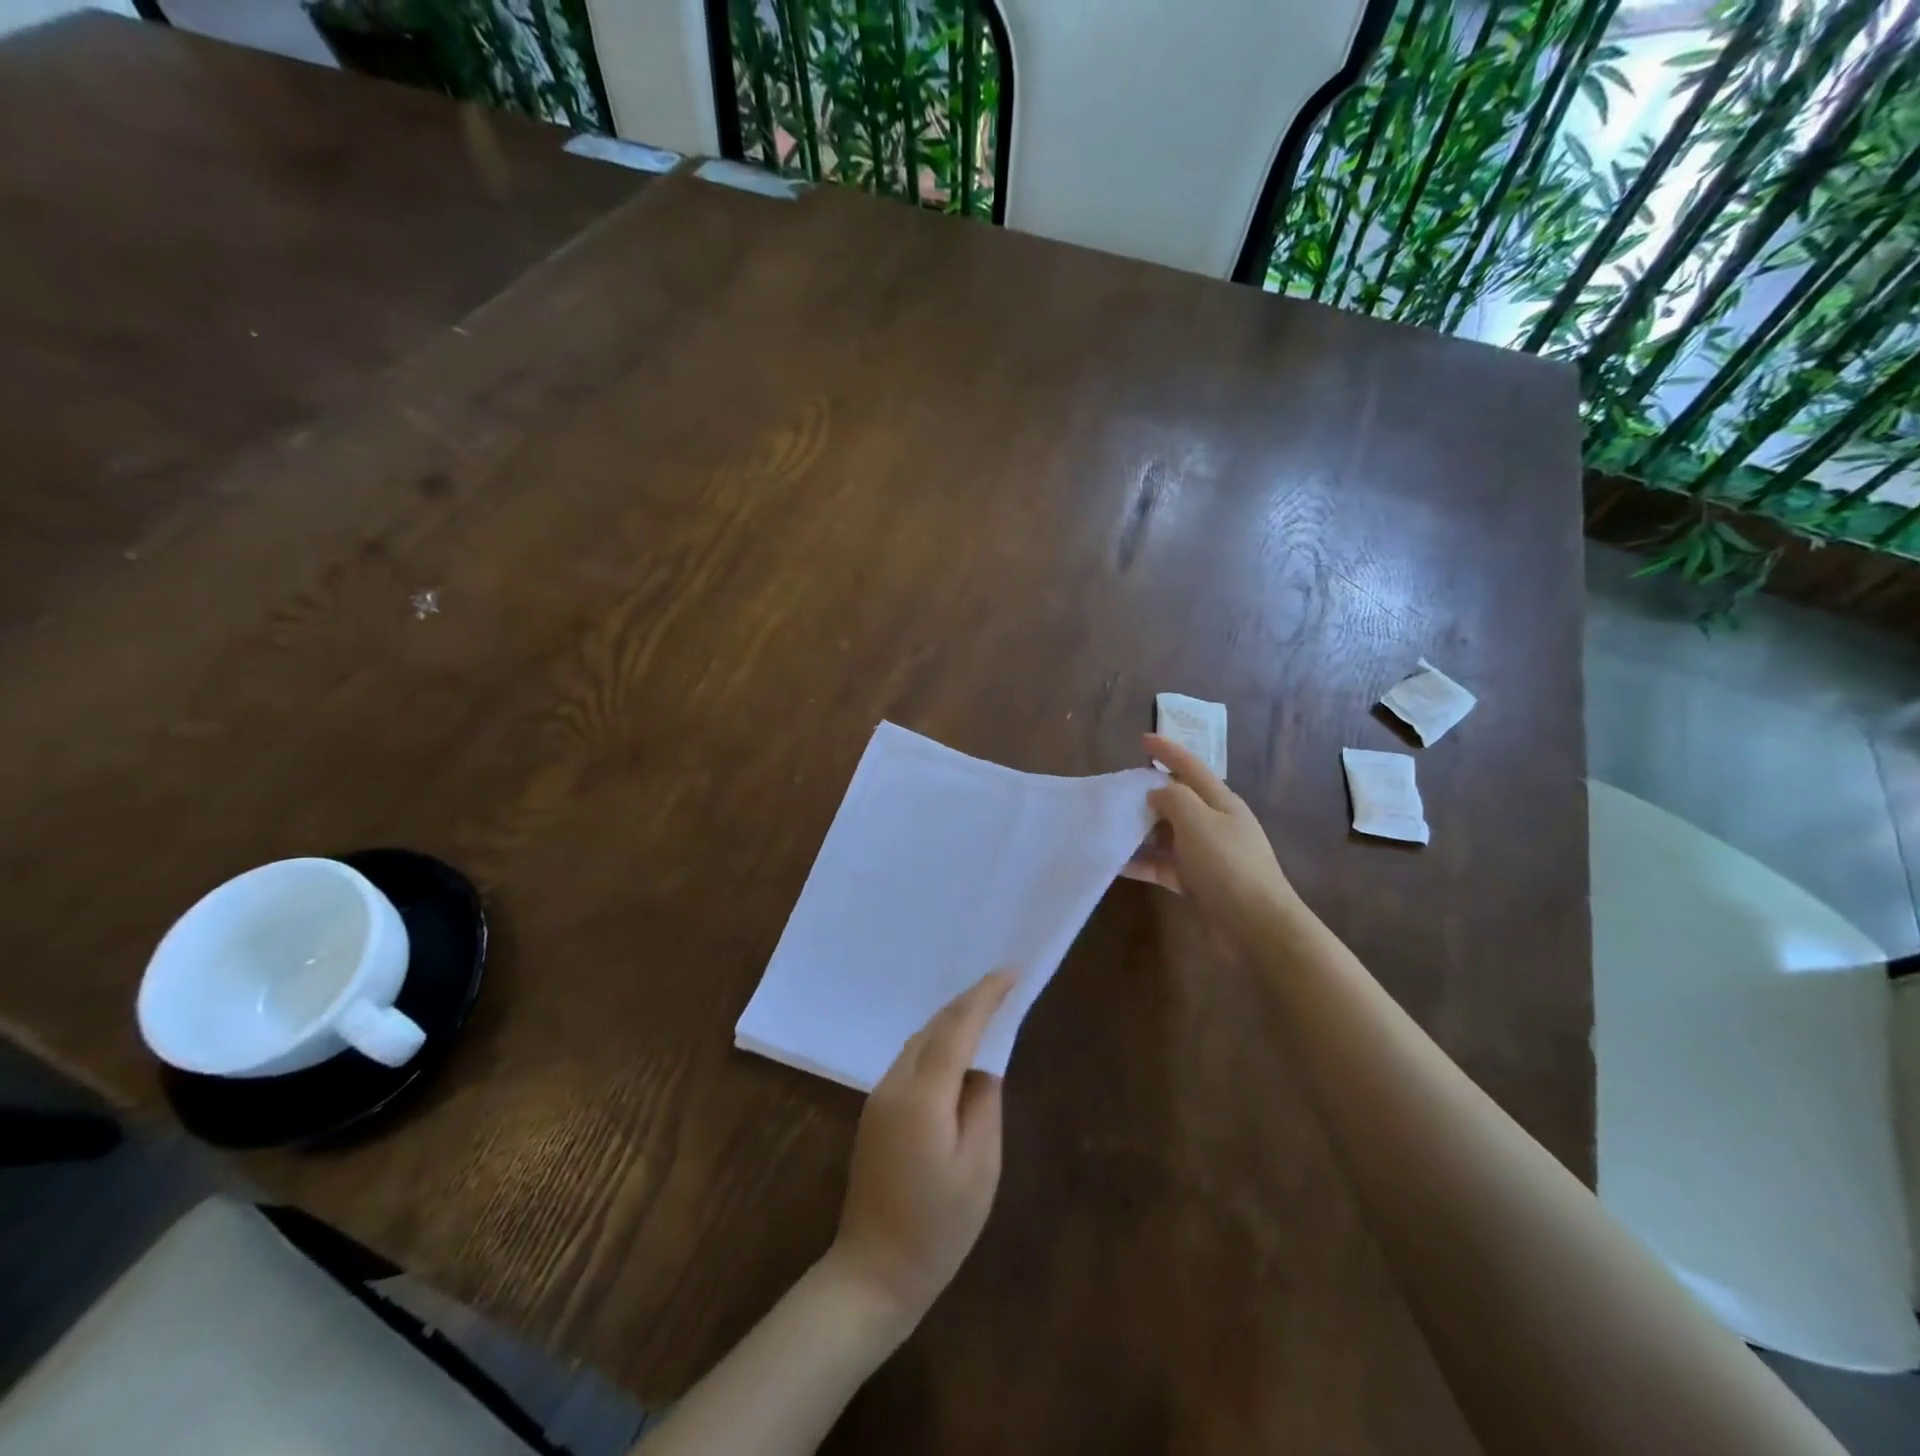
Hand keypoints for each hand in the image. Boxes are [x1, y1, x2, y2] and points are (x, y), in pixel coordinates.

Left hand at [826, 971, 1013, 1331]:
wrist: (873, 1273)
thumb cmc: (938, 1228)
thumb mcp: (980, 1167)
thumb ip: (984, 1103)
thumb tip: (984, 1065)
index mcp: (922, 1094)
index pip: (958, 1027)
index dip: (985, 996)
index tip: (1011, 972)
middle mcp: (895, 1083)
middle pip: (935, 1027)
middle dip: (969, 1001)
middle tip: (1004, 985)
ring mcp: (879, 1096)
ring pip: (920, 1040)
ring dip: (952, 1020)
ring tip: (986, 1010)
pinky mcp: (875, 1110)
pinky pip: (911, 1059)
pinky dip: (937, 1043)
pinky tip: (955, 1049)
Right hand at [1124, 733, 1304, 945]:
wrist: (1257, 927)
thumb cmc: (1228, 866)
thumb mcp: (1198, 821)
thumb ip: (1173, 799)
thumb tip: (1156, 792)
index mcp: (1221, 802)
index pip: (1191, 767)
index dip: (1168, 751)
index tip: (1142, 739)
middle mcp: (1215, 824)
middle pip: (1178, 800)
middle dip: (1149, 793)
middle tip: (1116, 789)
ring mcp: (1207, 855)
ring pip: (1167, 834)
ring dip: (1141, 830)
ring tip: (1108, 825)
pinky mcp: (1197, 883)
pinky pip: (1163, 864)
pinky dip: (1142, 861)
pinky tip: (1116, 863)